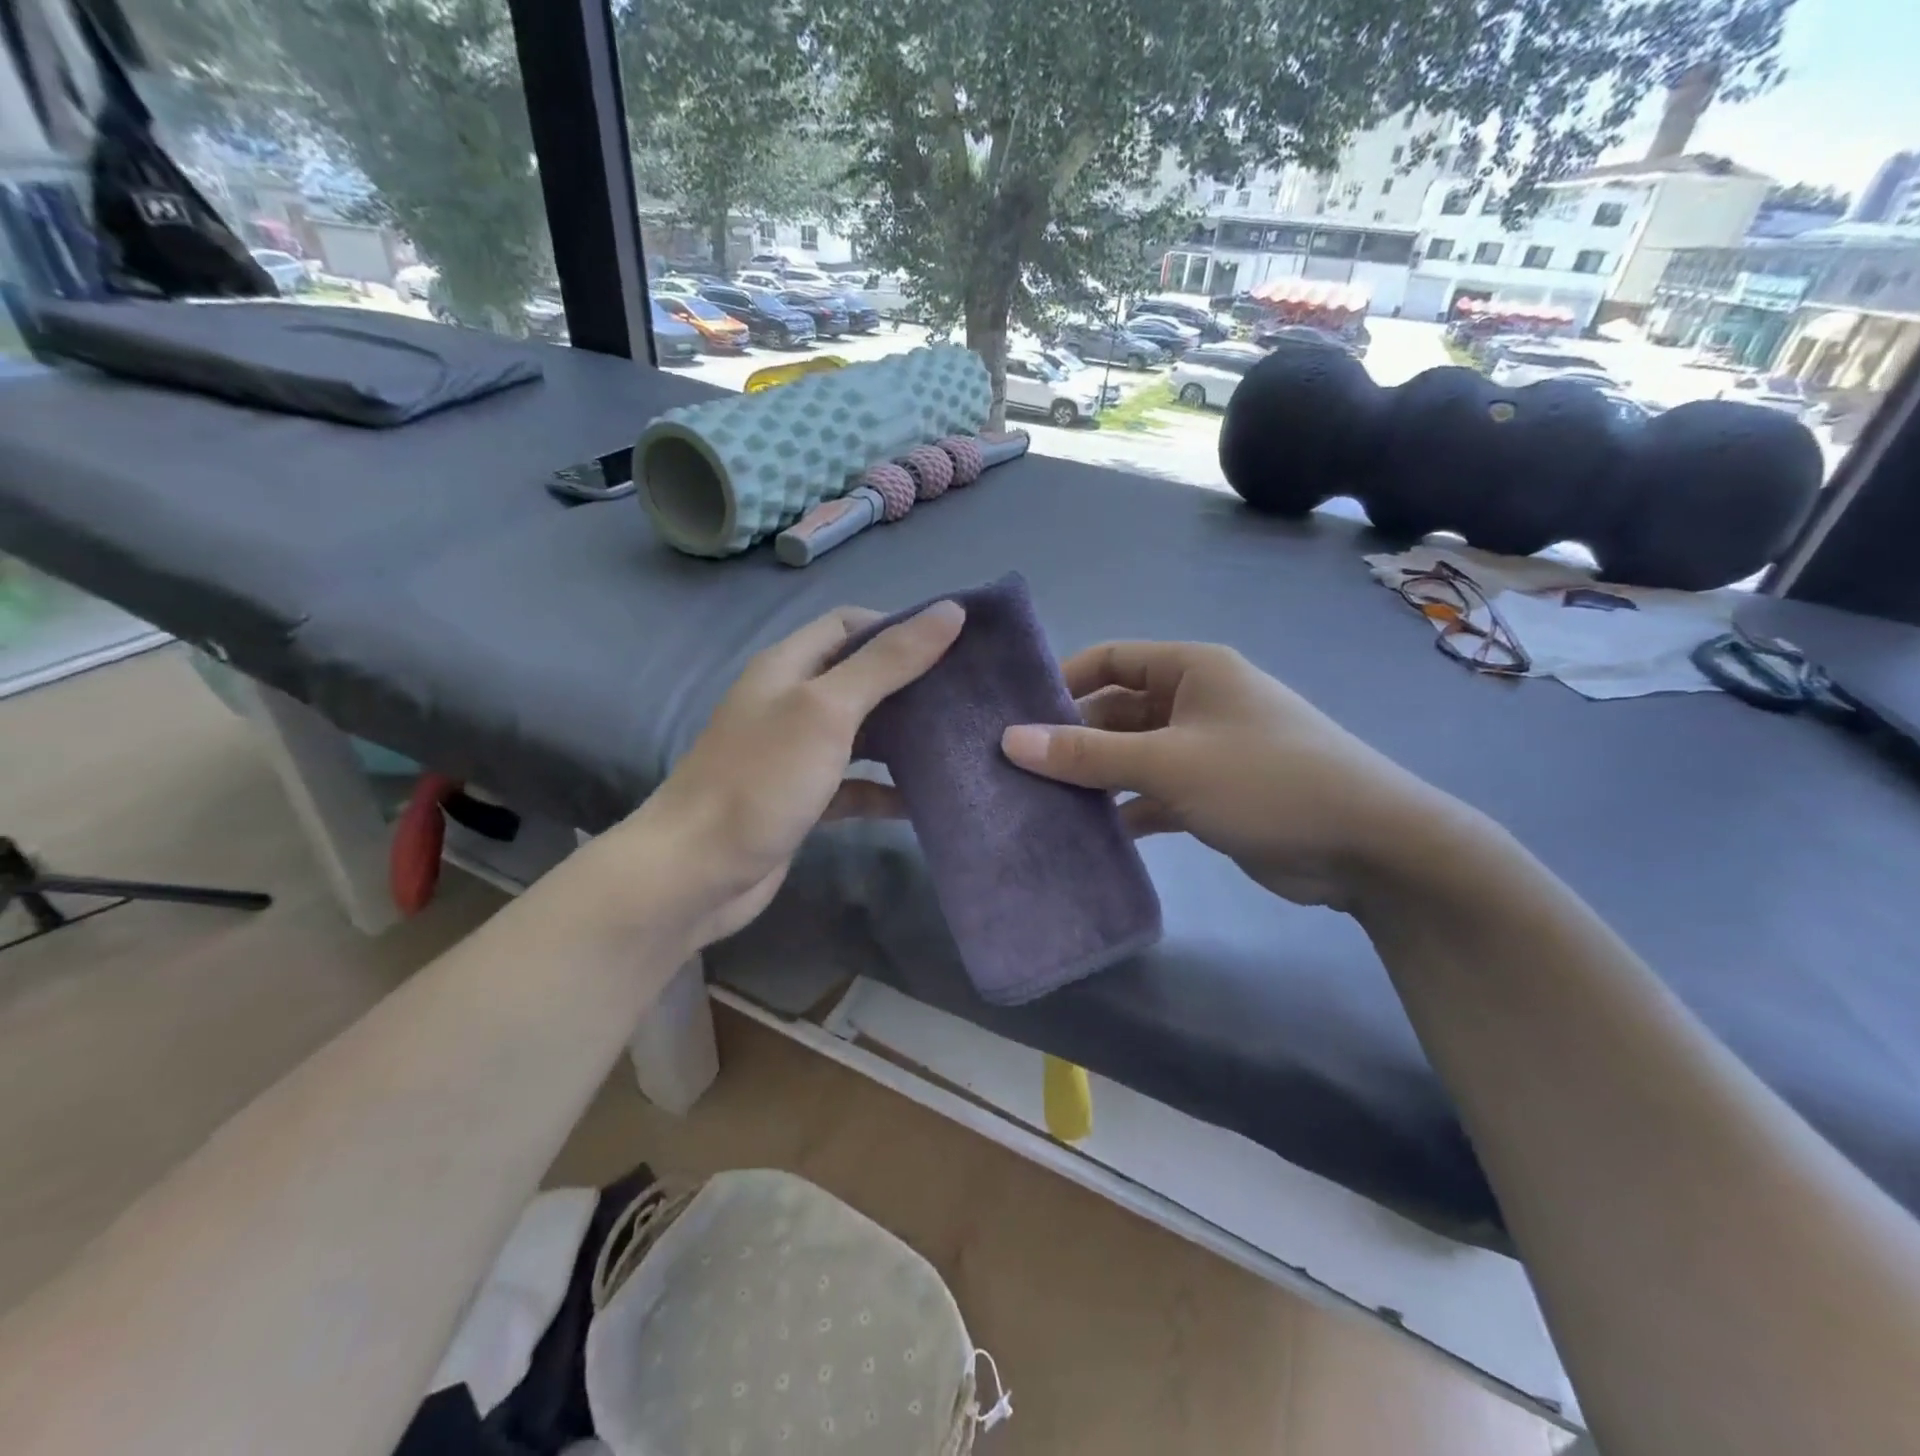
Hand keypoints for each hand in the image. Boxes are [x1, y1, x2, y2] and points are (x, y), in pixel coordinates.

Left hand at [605, 602, 963, 949]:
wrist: (696, 873)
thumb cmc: (761, 780)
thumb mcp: (826, 710)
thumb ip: (887, 662)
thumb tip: (949, 611)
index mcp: (789, 666)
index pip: (849, 625)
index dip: (898, 626)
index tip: (952, 644)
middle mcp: (790, 703)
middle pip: (860, 678)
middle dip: (910, 683)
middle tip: (965, 694)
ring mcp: (795, 754)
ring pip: (861, 733)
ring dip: (902, 736)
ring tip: (958, 740)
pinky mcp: (803, 800)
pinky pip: (854, 785)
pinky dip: (884, 789)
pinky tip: (923, 800)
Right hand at [1000, 642, 1465, 910]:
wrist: (1367, 846)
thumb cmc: (1266, 780)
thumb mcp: (1169, 763)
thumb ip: (1088, 755)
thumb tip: (1010, 740)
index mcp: (1192, 670)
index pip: (1111, 659)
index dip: (1064, 681)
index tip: (1018, 715)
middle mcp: (1196, 702)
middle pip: (1117, 711)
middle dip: (1073, 739)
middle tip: (1019, 770)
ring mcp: (1206, 750)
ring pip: (1133, 756)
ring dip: (1096, 778)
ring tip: (1040, 804)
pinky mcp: (1213, 795)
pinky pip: (1154, 793)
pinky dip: (1126, 810)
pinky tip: (1089, 833)